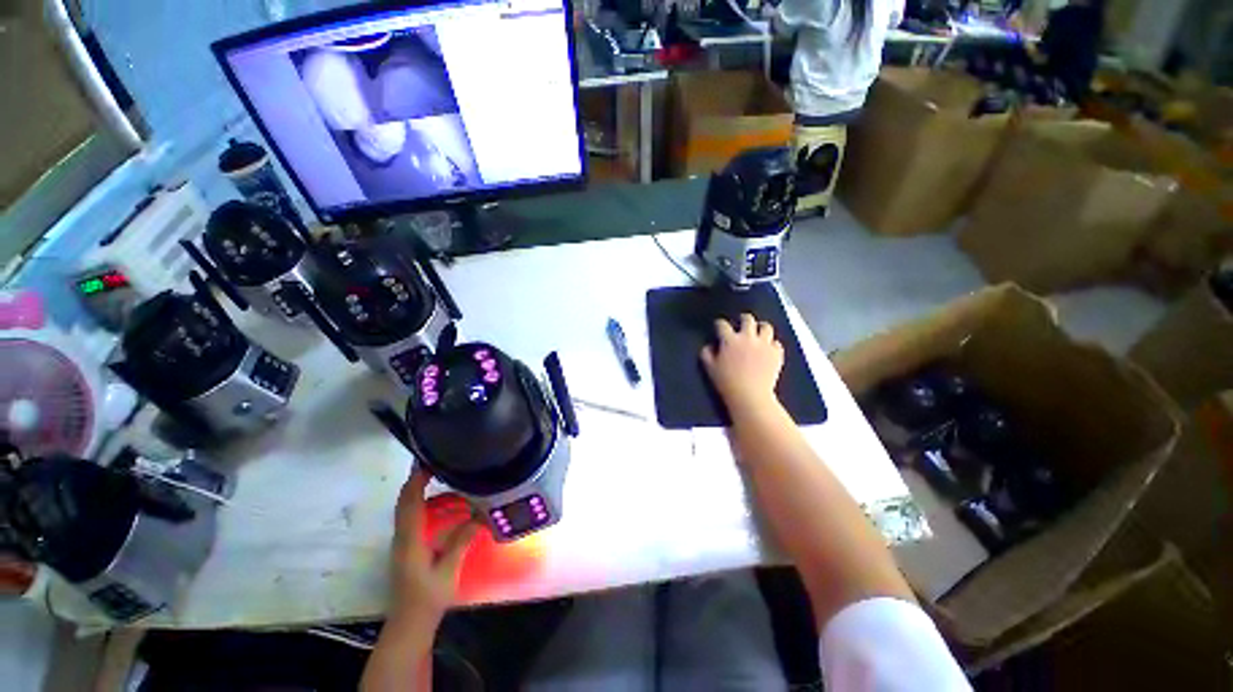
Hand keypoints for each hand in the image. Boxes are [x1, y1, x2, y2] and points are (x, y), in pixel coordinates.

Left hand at [389, 470, 479, 622]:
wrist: (409, 623)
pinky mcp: (408, 547)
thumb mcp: (448, 570)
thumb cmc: (428, 598)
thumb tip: (481, 516)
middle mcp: (402, 537)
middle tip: (440, 463)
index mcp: (410, 540)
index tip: (428, 461)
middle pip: (405, 502)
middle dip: (419, 480)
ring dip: (426, 493)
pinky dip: (428, 507)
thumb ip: (461, 541)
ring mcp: (403, 542)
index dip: (416, 481)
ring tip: (451, 484)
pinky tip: (449, 509)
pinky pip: (415, 518)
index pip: (409, 503)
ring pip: (409, 510)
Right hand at [700, 313, 784, 416]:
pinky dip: (771, 344)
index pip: (722, 324)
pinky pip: (776, 343)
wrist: (750, 396)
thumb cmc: (727, 383)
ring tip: (758, 333)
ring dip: (761, 328)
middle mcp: (748, 337)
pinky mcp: (776, 354)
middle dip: (743, 319)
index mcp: (730, 340)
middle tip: (741, 323)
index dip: (719, 324)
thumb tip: (709, 346)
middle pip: (748, 319)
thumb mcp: (709, 369)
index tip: (718, 327)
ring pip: (766, 327)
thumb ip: (706, 354)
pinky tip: (767, 350)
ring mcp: (764, 344)